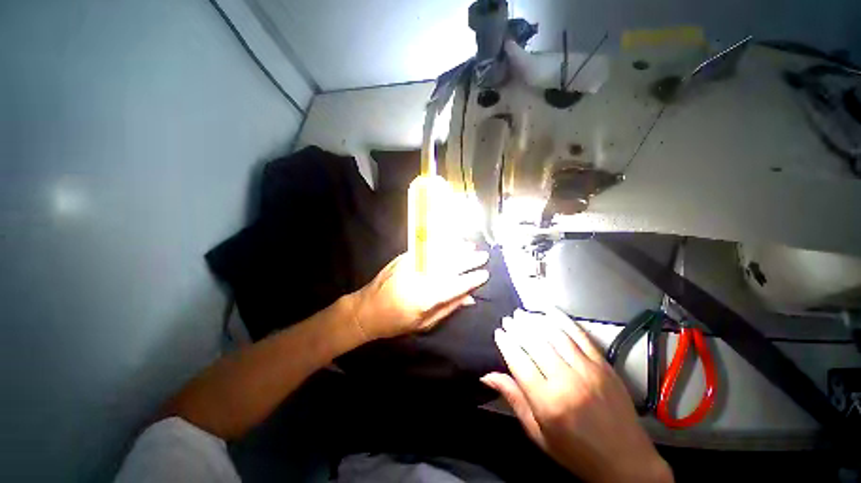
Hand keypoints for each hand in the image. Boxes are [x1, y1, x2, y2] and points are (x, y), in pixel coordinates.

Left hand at [347, 244, 489, 339]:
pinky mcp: (405, 257)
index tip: (485, 275)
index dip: (471, 280)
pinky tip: (451, 242)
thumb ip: (448, 308)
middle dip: (468, 260)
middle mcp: (420, 277)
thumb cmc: (396, 322)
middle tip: (483, 256)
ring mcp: (411, 264)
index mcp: (425, 298)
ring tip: (472, 246)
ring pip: (439, 254)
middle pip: (449, 266)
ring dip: (457, 249)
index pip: (454, 286)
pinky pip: (427, 248)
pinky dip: (442, 245)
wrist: (366, 309)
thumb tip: (470, 298)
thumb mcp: (424, 323)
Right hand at [481, 310, 672, 482]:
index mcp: (548, 402)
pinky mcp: (603, 364)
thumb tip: (487, 375)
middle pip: (535, 343)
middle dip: (518, 327)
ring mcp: (588, 370)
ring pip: (555, 335)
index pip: (518, 361)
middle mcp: (566, 381)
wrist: (627, 463)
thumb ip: (514, 399)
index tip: (498, 332)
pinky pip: (580, 335)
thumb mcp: (539, 434)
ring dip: (535, 320)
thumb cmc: (576, 453)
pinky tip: (550, 310)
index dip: (506, 343)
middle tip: (508, 319)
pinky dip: (562, 320)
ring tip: (523, 313)